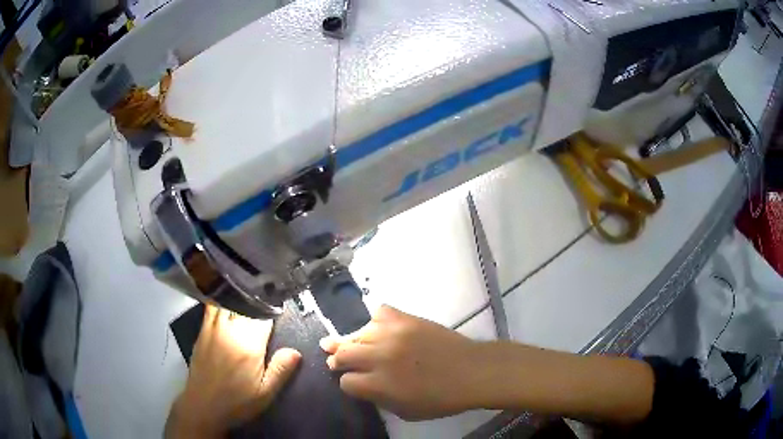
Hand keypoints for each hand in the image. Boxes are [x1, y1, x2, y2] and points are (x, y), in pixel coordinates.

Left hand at [166, 305, 301, 437]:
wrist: (202, 406)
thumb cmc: (236, 402)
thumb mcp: (265, 393)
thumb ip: (281, 370)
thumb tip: (295, 351)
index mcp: (248, 345)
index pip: (263, 315)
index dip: (274, 307)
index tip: (281, 303)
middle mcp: (229, 330)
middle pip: (245, 304)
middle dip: (257, 298)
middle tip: (268, 292)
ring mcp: (212, 329)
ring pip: (227, 301)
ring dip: (239, 295)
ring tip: (248, 289)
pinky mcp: (202, 332)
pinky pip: (211, 307)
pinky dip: (221, 299)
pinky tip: (226, 298)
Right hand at [320, 305, 481, 420]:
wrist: (471, 371)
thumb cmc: (441, 399)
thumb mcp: (405, 412)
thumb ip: (379, 398)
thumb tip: (362, 384)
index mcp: (378, 385)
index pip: (346, 381)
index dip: (348, 383)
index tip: (354, 383)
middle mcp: (379, 357)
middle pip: (343, 353)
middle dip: (338, 359)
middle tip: (335, 359)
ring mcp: (391, 334)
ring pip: (356, 333)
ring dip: (351, 341)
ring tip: (348, 342)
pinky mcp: (405, 318)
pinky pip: (379, 312)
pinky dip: (375, 321)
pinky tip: (378, 328)